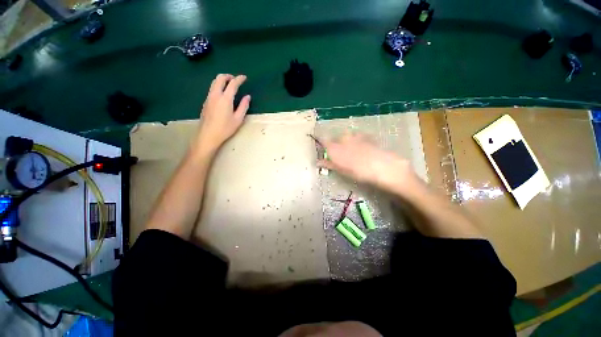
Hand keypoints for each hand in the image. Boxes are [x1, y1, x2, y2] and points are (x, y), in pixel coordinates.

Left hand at [195, 74, 250, 152]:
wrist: (208, 135)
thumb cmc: (225, 128)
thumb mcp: (238, 119)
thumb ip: (243, 106)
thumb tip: (247, 97)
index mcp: (225, 99)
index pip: (232, 84)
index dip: (239, 79)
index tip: (244, 77)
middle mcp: (215, 95)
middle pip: (220, 78)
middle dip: (228, 76)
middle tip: (235, 79)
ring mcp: (209, 98)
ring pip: (214, 83)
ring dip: (222, 80)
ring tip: (229, 85)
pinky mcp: (205, 102)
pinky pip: (212, 89)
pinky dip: (218, 86)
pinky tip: (223, 95)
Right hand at [317, 133, 416, 192]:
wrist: (381, 166)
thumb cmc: (358, 171)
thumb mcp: (341, 170)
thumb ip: (328, 164)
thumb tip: (318, 162)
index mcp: (334, 148)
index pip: (322, 140)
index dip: (320, 141)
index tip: (320, 145)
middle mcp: (342, 139)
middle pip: (335, 139)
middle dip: (336, 145)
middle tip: (340, 155)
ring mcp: (354, 136)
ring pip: (347, 137)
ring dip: (347, 142)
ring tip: (353, 152)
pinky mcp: (366, 136)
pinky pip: (358, 137)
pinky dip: (357, 141)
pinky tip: (362, 149)